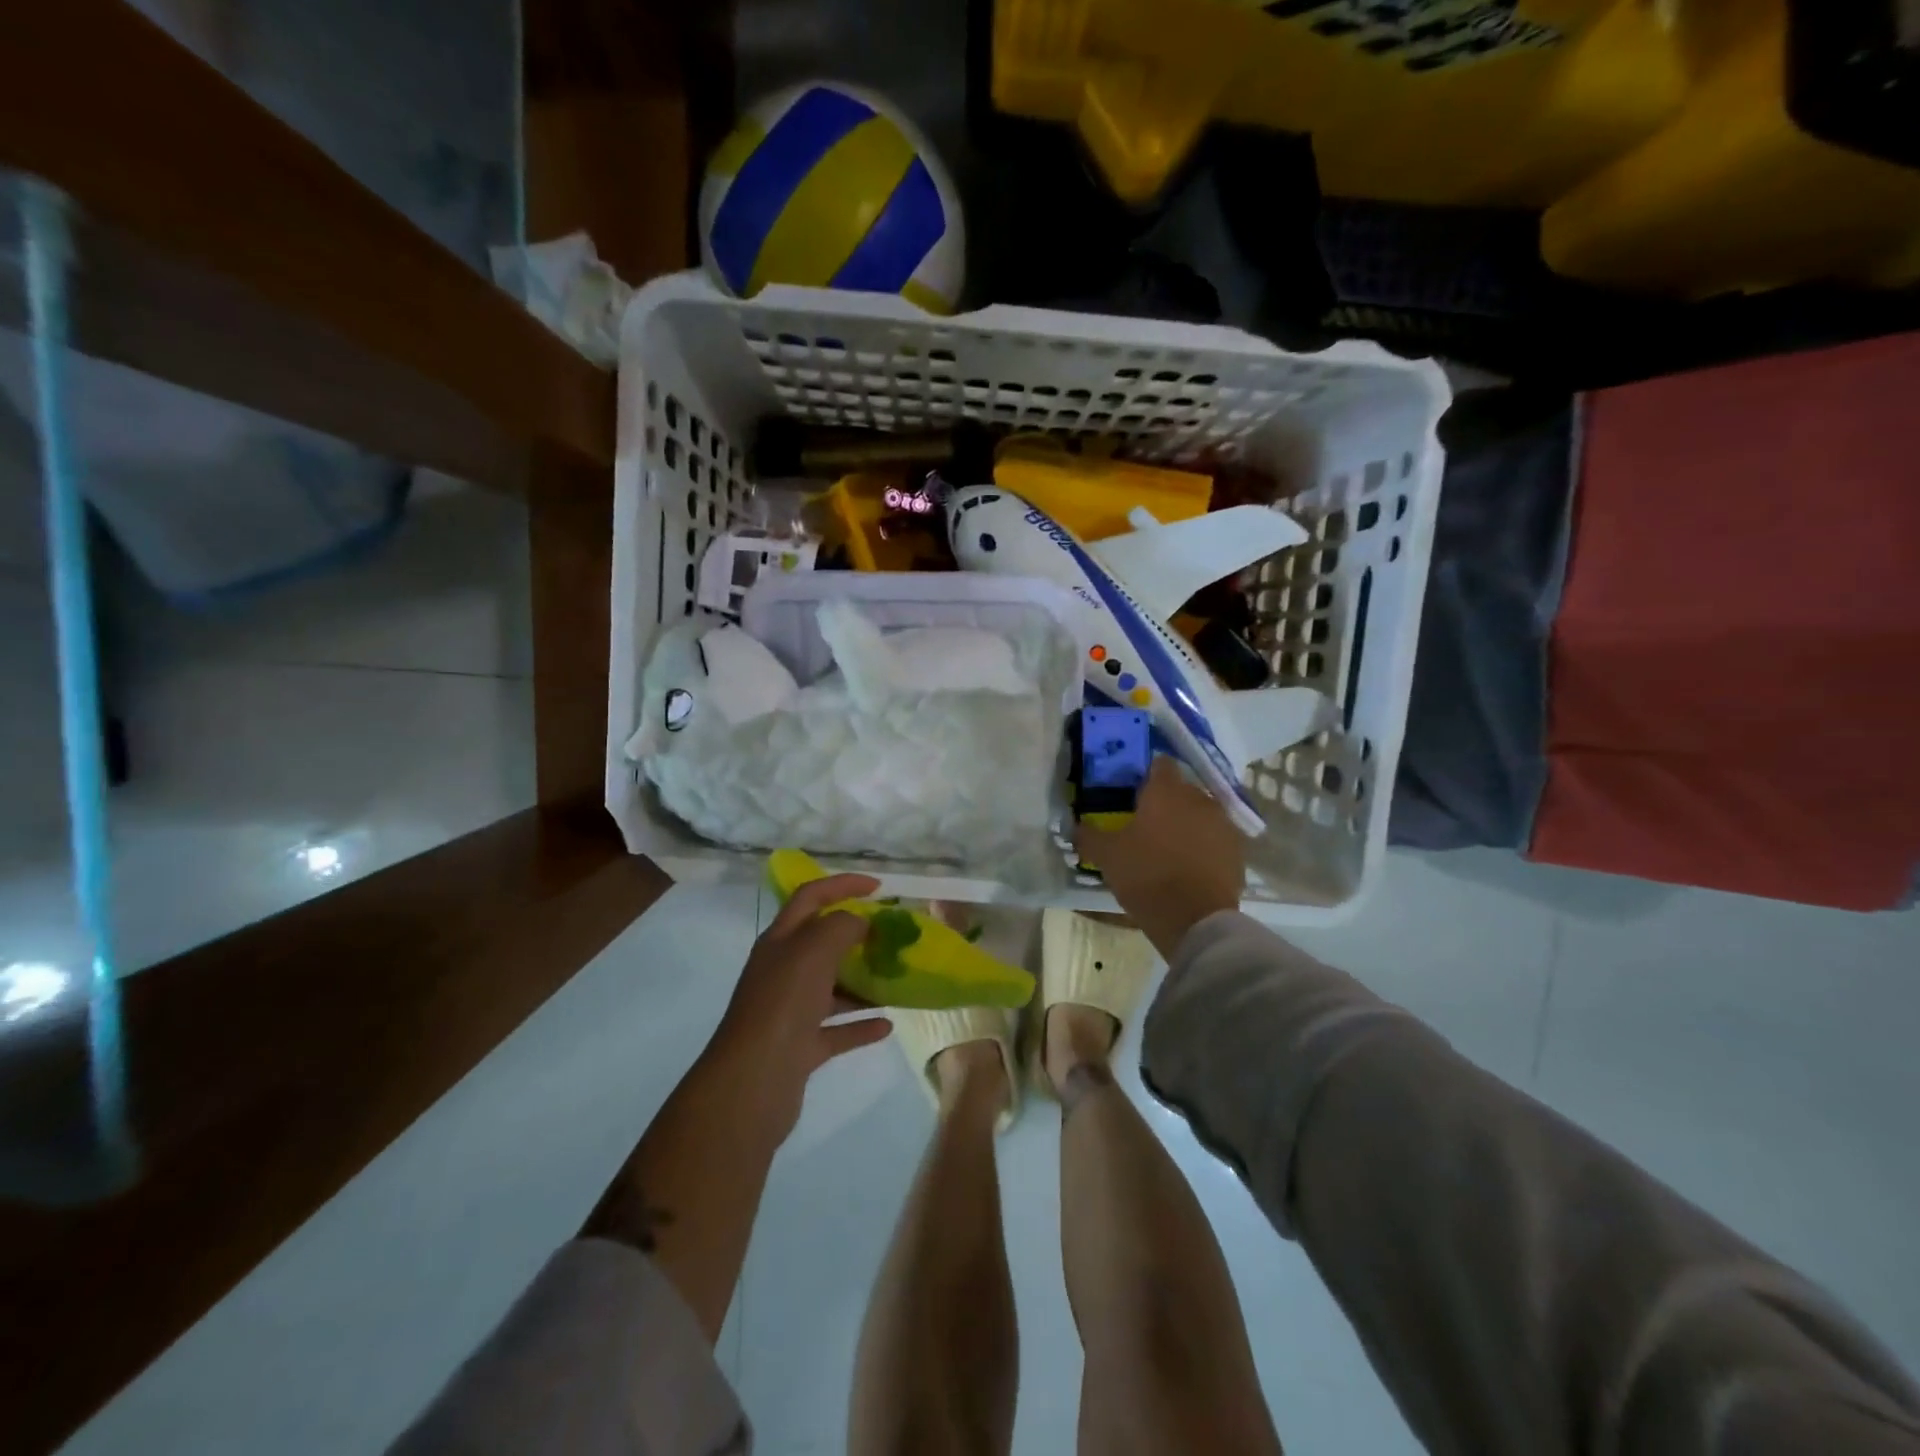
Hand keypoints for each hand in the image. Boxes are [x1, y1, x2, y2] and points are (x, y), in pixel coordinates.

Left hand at [706, 874, 892, 1141]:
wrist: (753, 1081)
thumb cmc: (784, 1003)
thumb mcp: (814, 950)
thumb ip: (842, 926)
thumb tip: (860, 923)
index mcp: (780, 941)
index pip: (810, 897)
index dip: (842, 884)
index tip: (878, 886)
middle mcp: (782, 971)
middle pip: (820, 942)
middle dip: (856, 935)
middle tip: (891, 935)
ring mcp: (790, 1012)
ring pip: (831, 988)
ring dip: (861, 981)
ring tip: (896, 978)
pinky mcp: (800, 1048)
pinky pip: (836, 1030)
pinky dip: (861, 1025)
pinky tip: (888, 1024)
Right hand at [1076, 757, 1244, 957]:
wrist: (1196, 920)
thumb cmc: (1147, 876)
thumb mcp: (1107, 856)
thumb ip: (1089, 835)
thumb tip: (1076, 825)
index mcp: (1166, 791)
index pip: (1160, 764)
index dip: (1146, 774)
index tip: (1133, 792)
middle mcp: (1199, 798)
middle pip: (1181, 790)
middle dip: (1166, 802)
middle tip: (1145, 824)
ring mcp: (1223, 824)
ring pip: (1200, 814)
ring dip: (1187, 823)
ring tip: (1167, 847)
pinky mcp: (1237, 851)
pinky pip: (1215, 839)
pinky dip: (1203, 846)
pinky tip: (1188, 865)